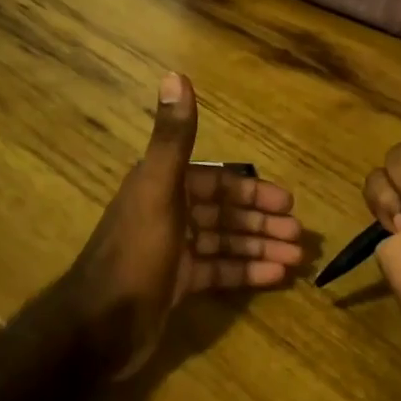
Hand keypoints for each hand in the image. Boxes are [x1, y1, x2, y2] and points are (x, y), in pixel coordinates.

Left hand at [65, 73, 303, 376]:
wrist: (100, 326)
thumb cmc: (136, 252)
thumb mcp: (158, 188)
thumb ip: (173, 136)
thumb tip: (175, 74)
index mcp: (164, 186)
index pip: (217, 181)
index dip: (252, 189)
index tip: (288, 201)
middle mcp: (169, 213)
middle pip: (225, 212)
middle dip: (263, 221)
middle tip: (300, 234)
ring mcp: (173, 251)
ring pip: (225, 242)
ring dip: (260, 246)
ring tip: (297, 257)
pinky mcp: (176, 284)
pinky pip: (218, 271)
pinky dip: (246, 272)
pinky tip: (276, 277)